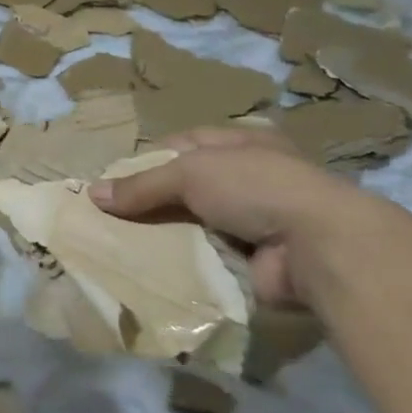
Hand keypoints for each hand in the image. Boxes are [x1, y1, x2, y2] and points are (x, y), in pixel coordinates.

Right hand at [89, 125, 393, 307]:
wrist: (318, 247)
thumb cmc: (255, 187)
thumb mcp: (190, 173)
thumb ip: (142, 185)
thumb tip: (93, 195)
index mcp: (241, 143)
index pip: (183, 145)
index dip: (147, 161)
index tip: (112, 181)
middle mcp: (249, 178)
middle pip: (186, 187)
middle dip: (151, 202)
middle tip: (109, 218)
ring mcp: (255, 221)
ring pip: (194, 224)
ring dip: (165, 235)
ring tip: (121, 246)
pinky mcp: (255, 260)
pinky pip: (207, 258)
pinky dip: (183, 263)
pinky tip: (151, 269)